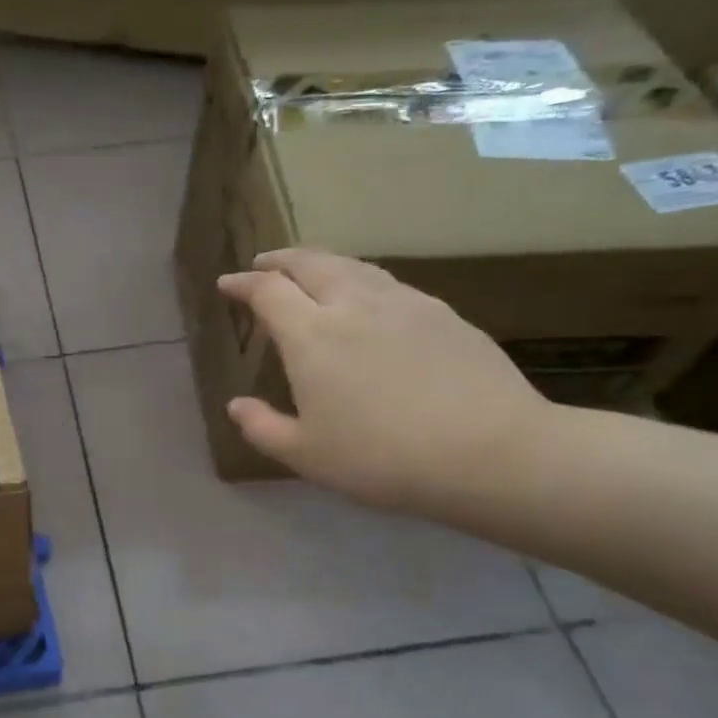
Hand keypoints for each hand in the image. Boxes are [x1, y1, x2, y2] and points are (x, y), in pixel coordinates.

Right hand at [217, 249, 551, 511]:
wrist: (490, 451)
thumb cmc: (381, 457)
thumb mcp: (306, 455)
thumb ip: (263, 427)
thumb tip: (236, 406)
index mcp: (311, 335)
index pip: (268, 292)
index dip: (243, 284)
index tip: (227, 283)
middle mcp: (352, 305)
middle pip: (310, 263)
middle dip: (280, 260)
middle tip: (263, 264)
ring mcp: (402, 303)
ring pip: (352, 265)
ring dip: (321, 262)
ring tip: (310, 272)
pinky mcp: (441, 312)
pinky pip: (387, 281)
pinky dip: (360, 278)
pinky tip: (366, 297)